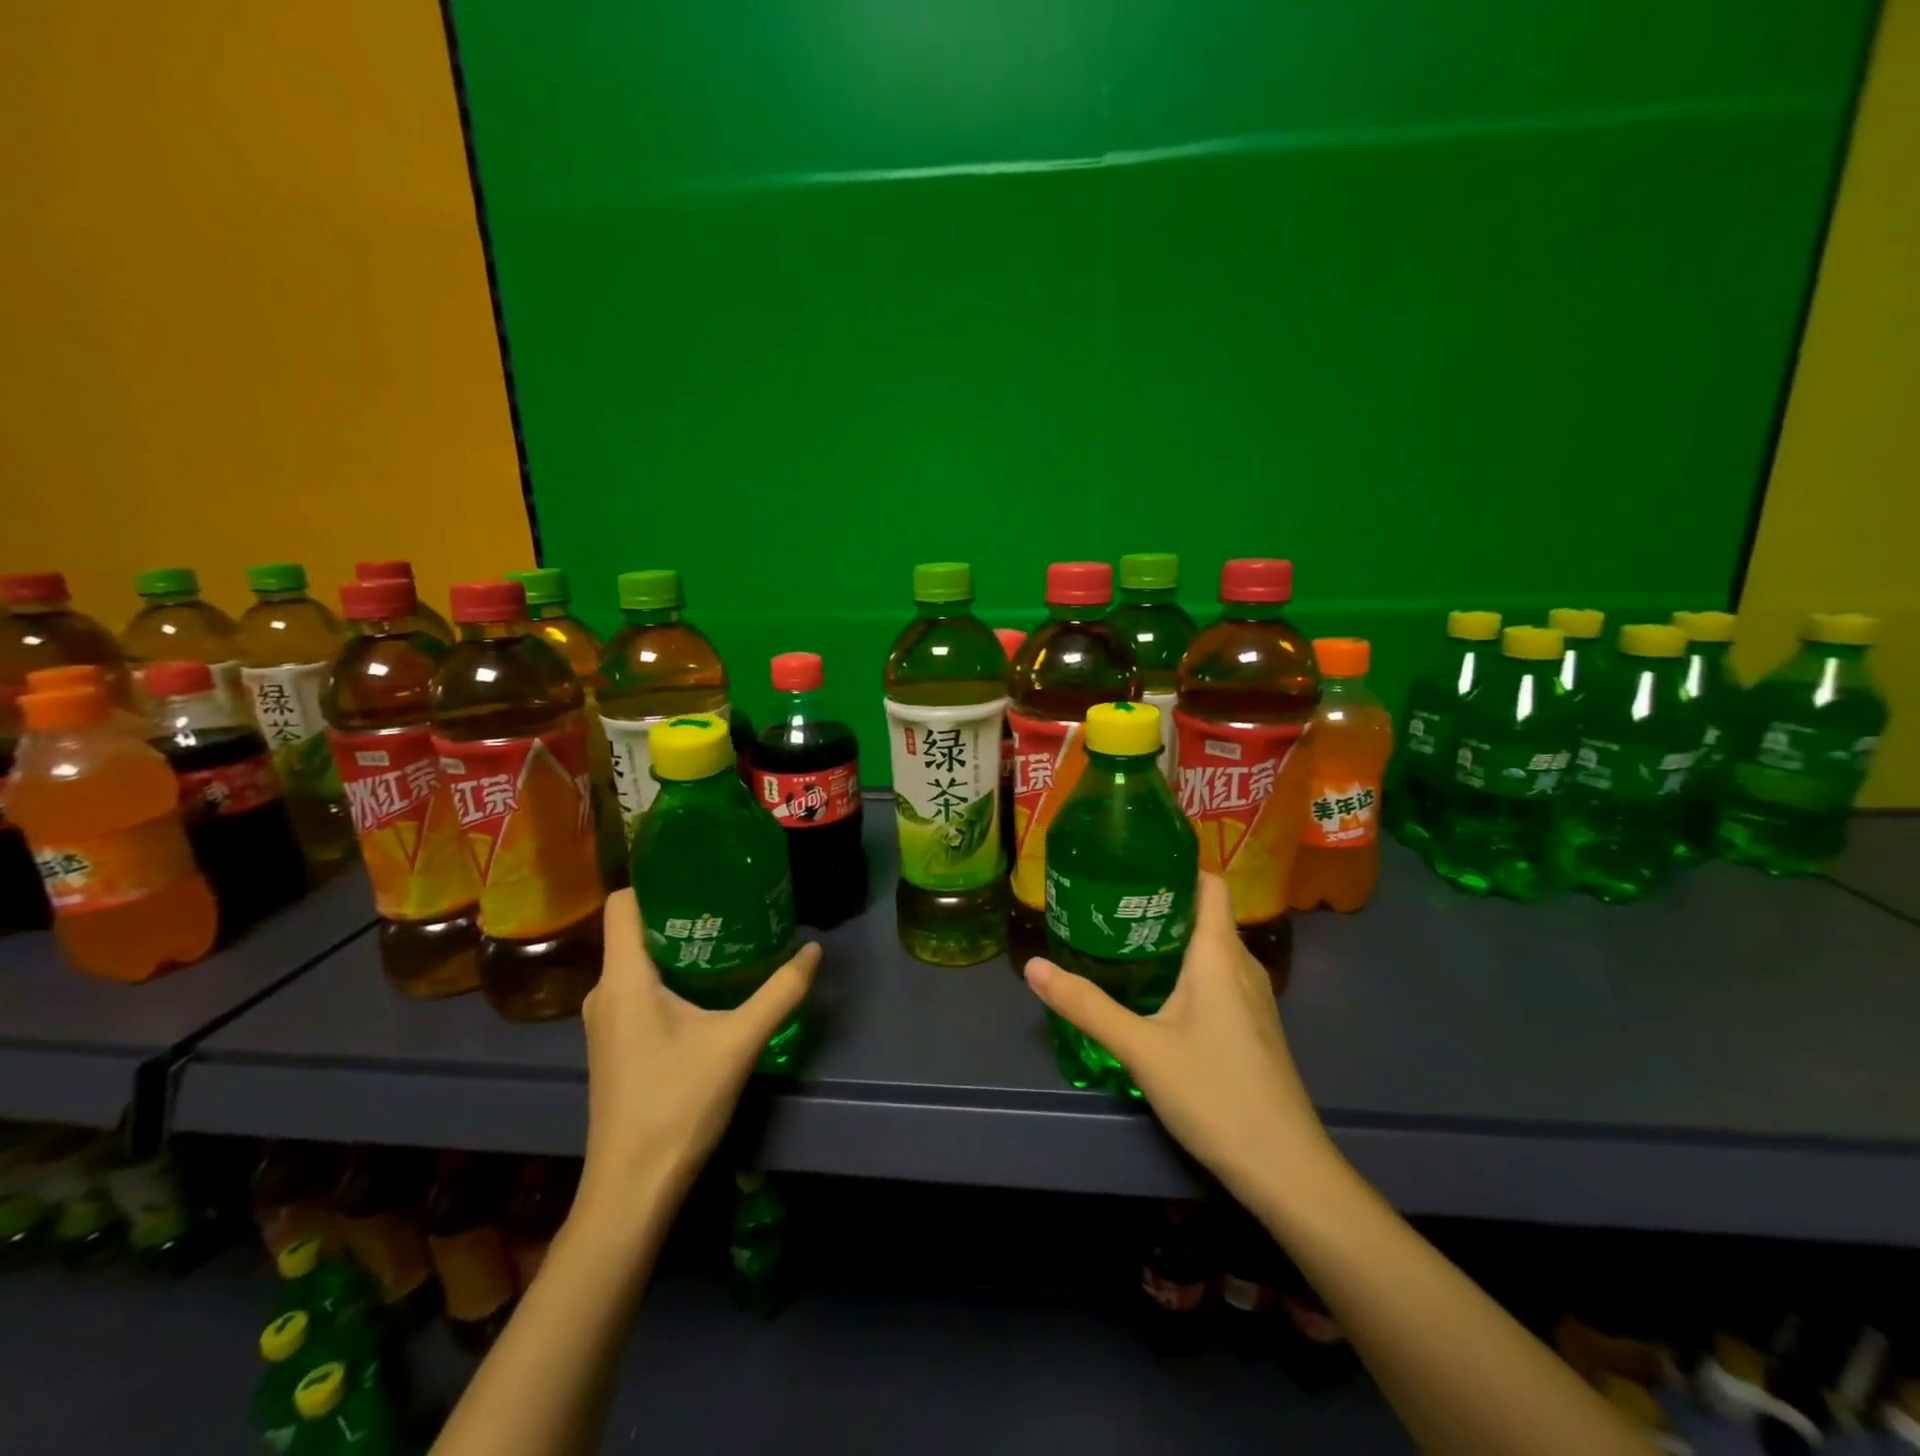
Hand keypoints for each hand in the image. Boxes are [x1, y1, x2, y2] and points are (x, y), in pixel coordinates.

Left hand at [574, 890, 819, 1228]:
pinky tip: (705, 987)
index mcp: (624, 979)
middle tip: (728, 901)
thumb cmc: (678, 1104)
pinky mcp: (613, 1044)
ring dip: (675, 945)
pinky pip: (636, 988)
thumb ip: (780, 992)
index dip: (655, 880)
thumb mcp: (739, 1042)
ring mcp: (604, 1021)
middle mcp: (604, 992)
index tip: (699, 870)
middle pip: (633, 929)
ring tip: (724, 936)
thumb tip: (814, 951)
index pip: (622, 903)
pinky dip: (667, 975)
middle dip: (679, 910)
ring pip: (636, 962)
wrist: (632, 1188)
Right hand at [1023, 873, 1331, 1202]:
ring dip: (1174, 936)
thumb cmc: (1215, 1093)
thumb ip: (1086, 1006)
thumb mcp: (1141, 1048)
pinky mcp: (1254, 1026)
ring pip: (1213, 948)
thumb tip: (1033, 966)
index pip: (1210, 884)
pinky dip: (1189, 967)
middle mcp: (1242, 965)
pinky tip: (1158, 988)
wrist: (1286, 1168)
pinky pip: (1219, 976)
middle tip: (1111, 899)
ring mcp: (1254, 998)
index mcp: (1219, 954)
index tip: (1135, 860)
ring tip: (1125, 936)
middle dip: (1163, 901)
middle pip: (1206, 913)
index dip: (1179, 864)